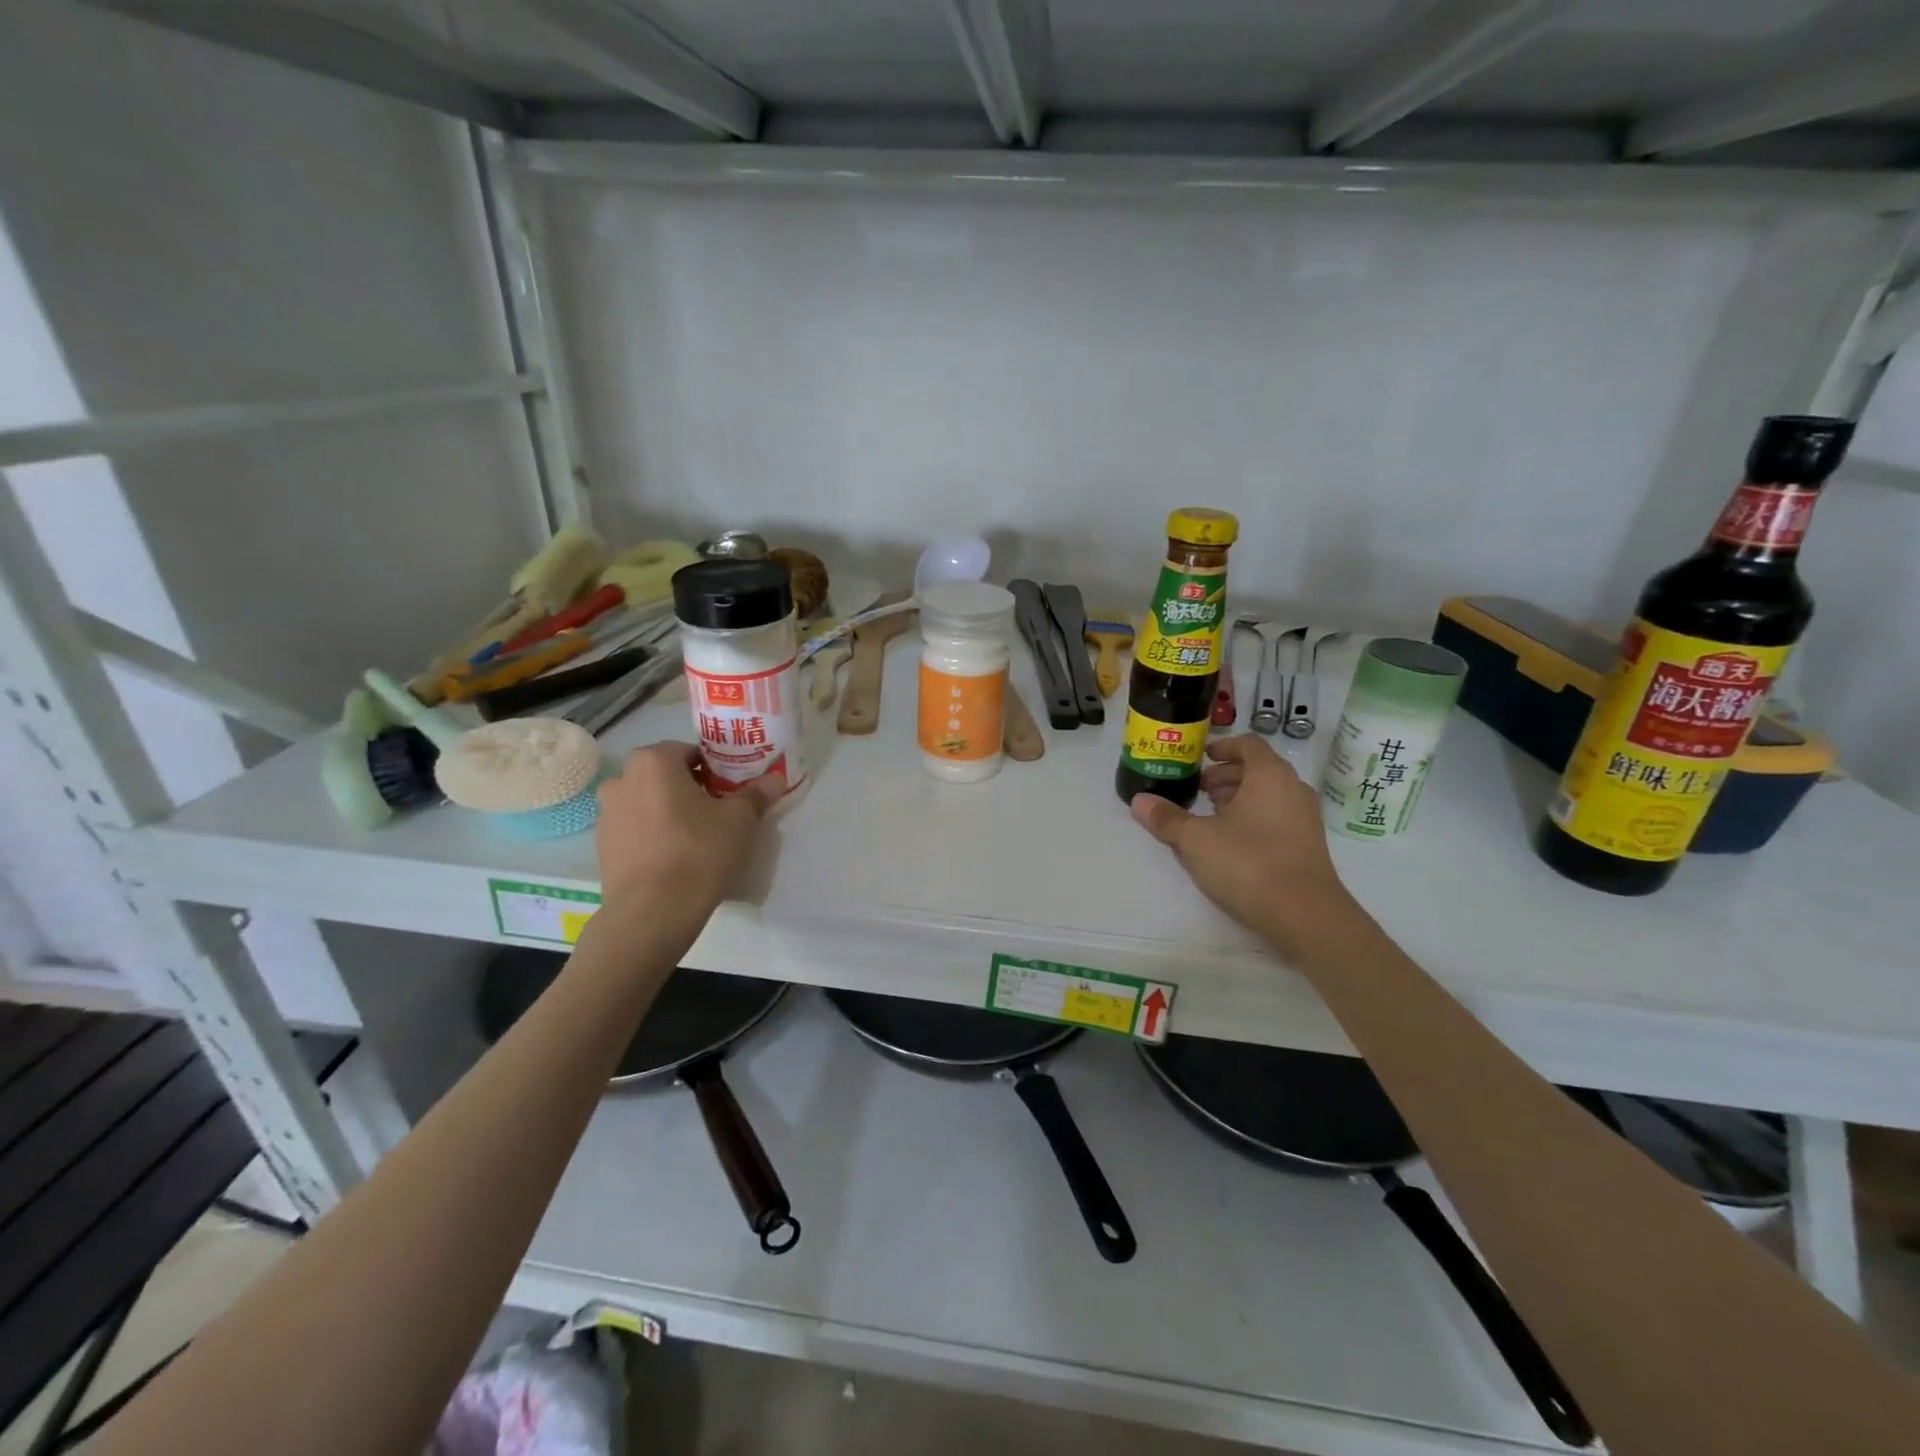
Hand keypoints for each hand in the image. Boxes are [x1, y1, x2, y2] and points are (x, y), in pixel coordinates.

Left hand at [593, 744, 779, 915]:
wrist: (652, 912)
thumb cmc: (699, 852)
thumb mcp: (740, 821)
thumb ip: (757, 794)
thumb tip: (775, 779)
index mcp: (654, 762)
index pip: (689, 751)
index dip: (714, 768)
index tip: (730, 789)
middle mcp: (623, 779)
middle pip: (664, 775)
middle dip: (689, 787)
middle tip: (717, 811)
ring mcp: (607, 813)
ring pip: (647, 801)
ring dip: (668, 810)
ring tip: (695, 836)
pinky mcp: (602, 845)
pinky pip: (634, 828)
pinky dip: (652, 833)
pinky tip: (673, 856)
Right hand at [1129, 736, 1361, 958]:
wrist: (1304, 913)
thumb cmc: (1248, 861)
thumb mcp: (1195, 839)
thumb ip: (1167, 818)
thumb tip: (1138, 801)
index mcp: (1269, 774)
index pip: (1248, 744)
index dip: (1223, 747)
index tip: (1200, 759)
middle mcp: (1293, 788)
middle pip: (1258, 769)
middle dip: (1227, 776)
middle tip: (1199, 790)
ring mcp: (1306, 818)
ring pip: (1269, 795)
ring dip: (1240, 798)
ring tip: (1211, 816)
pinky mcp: (1309, 846)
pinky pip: (1278, 818)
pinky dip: (1255, 818)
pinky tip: (1232, 843)